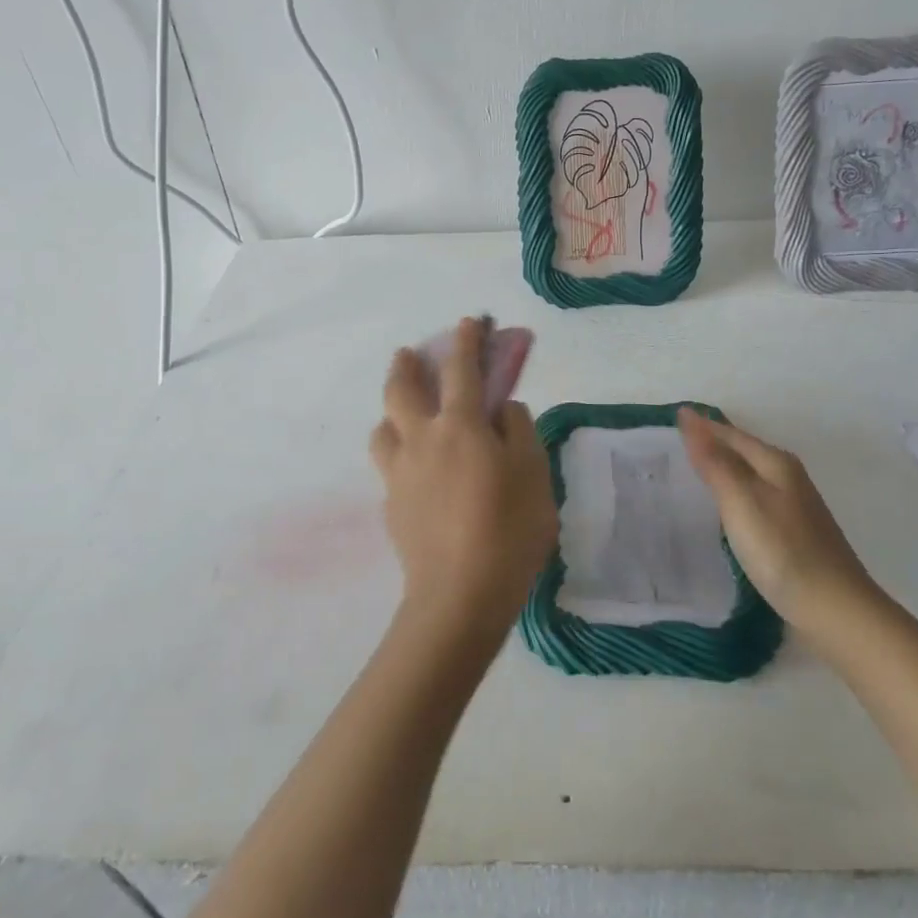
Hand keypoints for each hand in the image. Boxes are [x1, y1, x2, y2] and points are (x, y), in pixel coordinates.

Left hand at [370, 319, 558, 645]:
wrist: (459, 596)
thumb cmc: (509, 530)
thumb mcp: (534, 474)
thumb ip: (519, 431)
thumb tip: (503, 408)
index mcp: (461, 426)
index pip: (461, 369)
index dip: (466, 341)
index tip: (469, 321)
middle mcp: (422, 439)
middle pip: (401, 389)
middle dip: (406, 363)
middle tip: (410, 353)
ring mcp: (400, 472)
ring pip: (383, 425)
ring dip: (392, 408)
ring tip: (406, 413)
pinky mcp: (391, 503)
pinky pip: (389, 462)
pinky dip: (398, 449)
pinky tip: (416, 466)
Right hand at [677, 408, 877, 624]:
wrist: (835, 610)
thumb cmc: (782, 550)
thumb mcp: (741, 500)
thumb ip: (714, 461)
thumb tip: (689, 416)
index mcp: (775, 463)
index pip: (731, 434)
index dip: (702, 426)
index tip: (672, 418)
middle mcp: (787, 477)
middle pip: (743, 451)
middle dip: (711, 444)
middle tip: (672, 442)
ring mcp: (793, 506)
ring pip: (749, 476)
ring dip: (722, 470)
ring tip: (689, 472)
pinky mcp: (793, 533)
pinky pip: (754, 500)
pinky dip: (733, 496)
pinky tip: (722, 510)